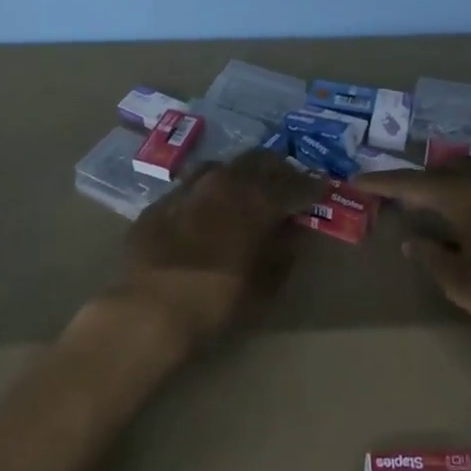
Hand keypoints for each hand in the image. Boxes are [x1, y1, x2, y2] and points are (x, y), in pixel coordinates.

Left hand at [116, 150, 324, 351]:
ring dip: (241, 175)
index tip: (322, 188)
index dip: (311, 187)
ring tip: (247, 191)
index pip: (295, 184)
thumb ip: (282, 254)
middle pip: (260, 161)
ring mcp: (190, 186)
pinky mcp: (162, 200)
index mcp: (257, 200)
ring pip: (224, 166)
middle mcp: (226, 182)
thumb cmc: (217, 301)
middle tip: (287, 184)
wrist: (149, 309)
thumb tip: (291, 235)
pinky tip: (207, 209)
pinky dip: (208, 192)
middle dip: (278, 170)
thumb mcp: (264, 286)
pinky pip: (193, 185)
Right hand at [353, 164, 470, 352]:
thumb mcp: (462, 283)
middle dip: (416, 180)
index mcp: (464, 196)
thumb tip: (411, 238)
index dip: (383, 183)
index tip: (358, 180)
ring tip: (432, 204)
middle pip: (442, 170)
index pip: (413, 184)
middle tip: (395, 194)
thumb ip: (432, 257)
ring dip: (446, 184)